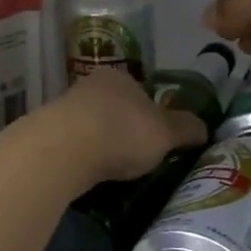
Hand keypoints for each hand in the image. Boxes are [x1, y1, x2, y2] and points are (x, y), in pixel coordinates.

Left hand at [31, 69, 208, 190]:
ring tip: (113, 169)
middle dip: (123, 128)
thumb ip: (186, 128)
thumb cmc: (122, 132)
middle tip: (136, 156)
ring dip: (100, 143)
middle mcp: (89, 85)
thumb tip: (204, 128)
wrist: (63, 149)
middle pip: (113, 107)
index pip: (140, 91)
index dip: (151, 113)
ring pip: (90, 125)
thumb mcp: (166, 132)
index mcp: (119, 77)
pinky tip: (88, 173)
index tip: (156, 137)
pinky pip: (72, 145)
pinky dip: (82, 157)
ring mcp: (63, 108)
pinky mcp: (45, 133)